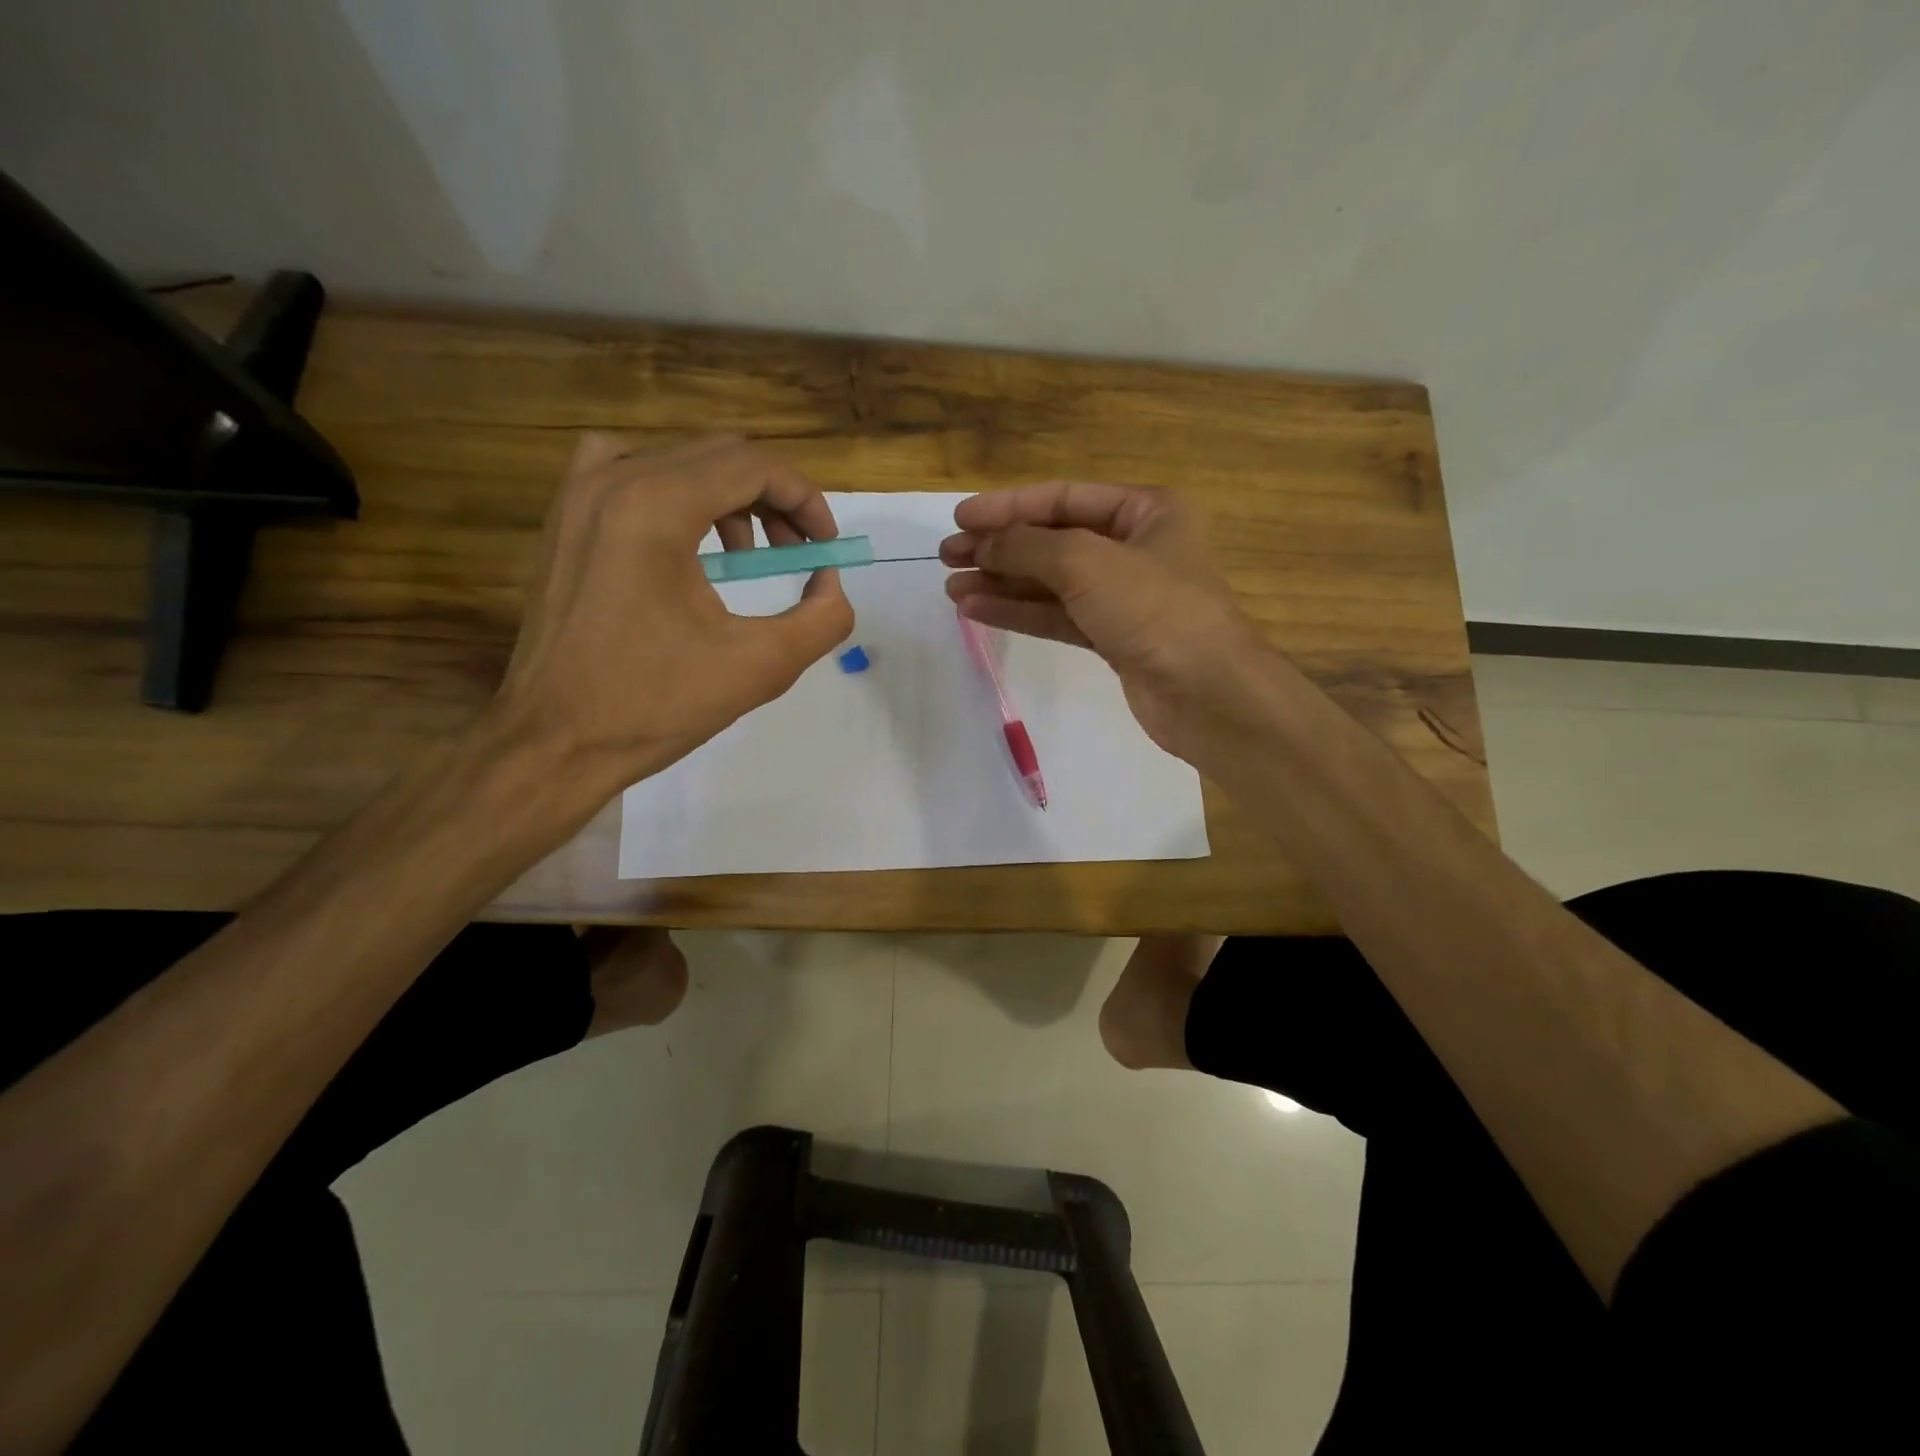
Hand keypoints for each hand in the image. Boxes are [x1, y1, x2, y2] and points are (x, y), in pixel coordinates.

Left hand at [486, 433, 853, 800]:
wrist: (553, 741)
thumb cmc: (654, 705)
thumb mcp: (760, 668)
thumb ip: (822, 619)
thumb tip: (830, 583)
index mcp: (655, 507)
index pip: (752, 465)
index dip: (805, 499)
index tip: (825, 546)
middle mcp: (611, 480)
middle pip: (719, 455)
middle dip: (774, 499)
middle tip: (798, 554)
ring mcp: (578, 495)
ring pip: (679, 460)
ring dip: (730, 496)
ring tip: (748, 557)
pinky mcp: (564, 519)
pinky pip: (632, 473)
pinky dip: (678, 495)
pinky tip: (688, 543)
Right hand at [940, 481, 1266, 758]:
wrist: (1206, 694)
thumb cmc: (1154, 609)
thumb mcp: (1085, 562)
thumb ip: (1028, 547)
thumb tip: (982, 544)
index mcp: (1146, 511)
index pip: (1064, 498)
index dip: (1008, 506)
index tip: (960, 520)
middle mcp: (1136, 548)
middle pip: (1053, 540)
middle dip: (1000, 547)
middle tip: (947, 556)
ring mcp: (1124, 596)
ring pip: (1051, 582)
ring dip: (1002, 583)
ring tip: (952, 587)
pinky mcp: (1113, 638)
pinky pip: (1058, 616)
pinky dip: (1019, 612)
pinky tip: (977, 610)